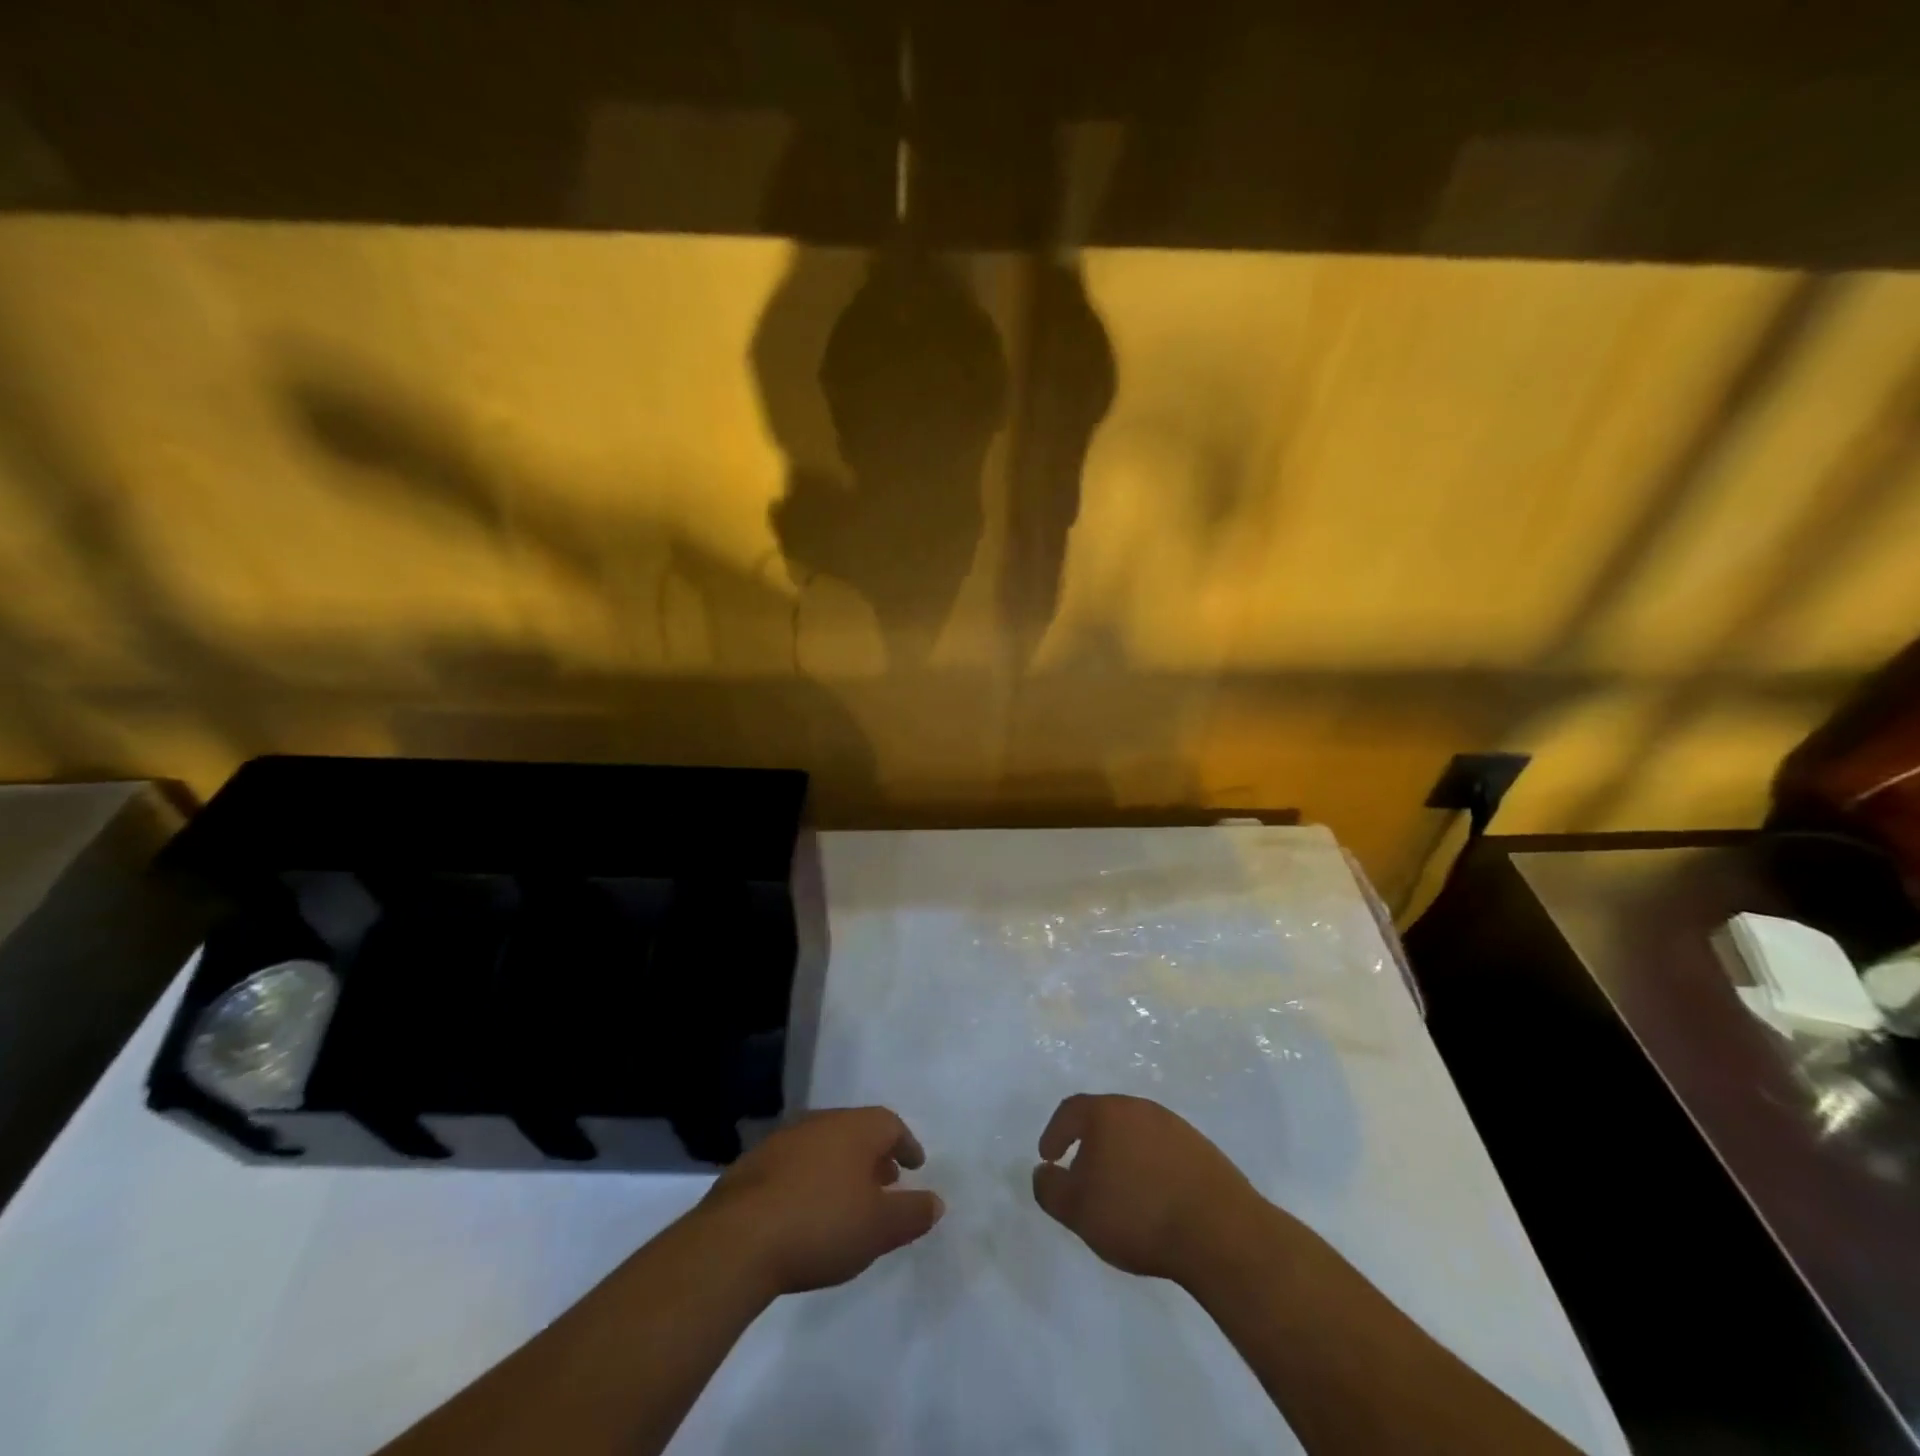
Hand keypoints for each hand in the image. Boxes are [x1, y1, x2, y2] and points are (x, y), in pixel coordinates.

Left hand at [700, 1107, 944, 1294]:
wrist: (739, 1240)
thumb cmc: (822, 1224)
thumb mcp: (879, 1228)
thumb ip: (912, 1213)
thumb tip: (936, 1201)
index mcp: (854, 1128)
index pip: (890, 1124)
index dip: (906, 1144)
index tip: (914, 1166)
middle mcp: (820, 1122)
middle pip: (855, 1131)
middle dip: (873, 1155)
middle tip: (885, 1181)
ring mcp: (783, 1140)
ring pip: (823, 1145)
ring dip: (840, 1166)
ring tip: (847, 1198)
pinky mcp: (752, 1166)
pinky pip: (794, 1164)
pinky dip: (809, 1179)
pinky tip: (806, 1210)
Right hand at [1032, 1093, 1262, 1285]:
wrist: (1218, 1231)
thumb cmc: (1137, 1214)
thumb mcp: (1078, 1210)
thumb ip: (1050, 1189)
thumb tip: (1042, 1172)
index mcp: (1106, 1113)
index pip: (1070, 1111)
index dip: (1054, 1133)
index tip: (1048, 1157)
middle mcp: (1139, 1108)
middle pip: (1104, 1117)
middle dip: (1088, 1142)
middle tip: (1081, 1172)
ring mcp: (1174, 1126)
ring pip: (1135, 1133)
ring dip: (1121, 1154)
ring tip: (1119, 1189)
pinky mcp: (1201, 1148)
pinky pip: (1163, 1150)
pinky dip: (1150, 1166)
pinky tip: (1153, 1196)